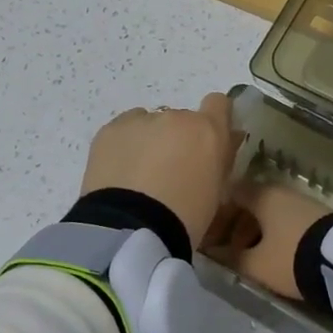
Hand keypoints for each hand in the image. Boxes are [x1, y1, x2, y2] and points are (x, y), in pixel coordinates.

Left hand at [80, 93, 240, 246]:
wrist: (131, 229)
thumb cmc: (185, 219)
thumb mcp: (216, 193)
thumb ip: (219, 161)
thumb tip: (223, 144)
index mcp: (207, 131)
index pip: (218, 104)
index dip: (213, 119)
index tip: (206, 141)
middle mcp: (175, 117)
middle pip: (180, 120)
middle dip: (177, 140)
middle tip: (168, 173)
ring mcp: (140, 120)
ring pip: (149, 125)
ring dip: (149, 142)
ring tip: (138, 177)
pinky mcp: (110, 130)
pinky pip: (124, 131)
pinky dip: (124, 147)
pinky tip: (119, 174)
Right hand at [201, 179, 332, 300]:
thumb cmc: (291, 257)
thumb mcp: (256, 264)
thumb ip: (231, 258)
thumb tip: (213, 253)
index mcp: (261, 195)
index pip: (229, 194)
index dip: (215, 214)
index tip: (207, 234)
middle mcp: (279, 191)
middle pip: (248, 204)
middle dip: (234, 226)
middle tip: (224, 250)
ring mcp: (299, 201)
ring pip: (267, 213)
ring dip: (253, 232)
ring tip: (246, 258)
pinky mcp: (314, 215)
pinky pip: (283, 220)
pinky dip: (271, 233)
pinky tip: (270, 254)